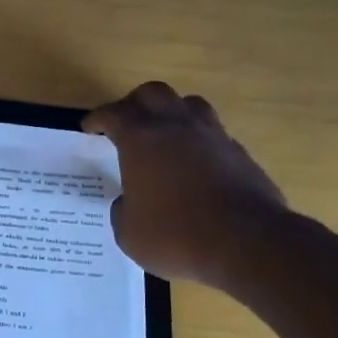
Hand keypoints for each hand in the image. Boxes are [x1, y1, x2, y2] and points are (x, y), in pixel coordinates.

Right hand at [83, 82, 288, 287]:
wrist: (247, 243)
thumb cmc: (175, 235)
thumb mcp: (128, 232)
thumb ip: (122, 210)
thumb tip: (127, 201)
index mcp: (141, 140)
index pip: (114, 114)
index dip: (98, 118)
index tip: (90, 128)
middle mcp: (176, 127)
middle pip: (153, 94)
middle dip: (134, 104)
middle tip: (125, 124)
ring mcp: (213, 136)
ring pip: (189, 104)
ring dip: (171, 113)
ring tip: (163, 134)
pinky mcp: (240, 154)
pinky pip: (213, 134)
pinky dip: (198, 141)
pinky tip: (194, 164)